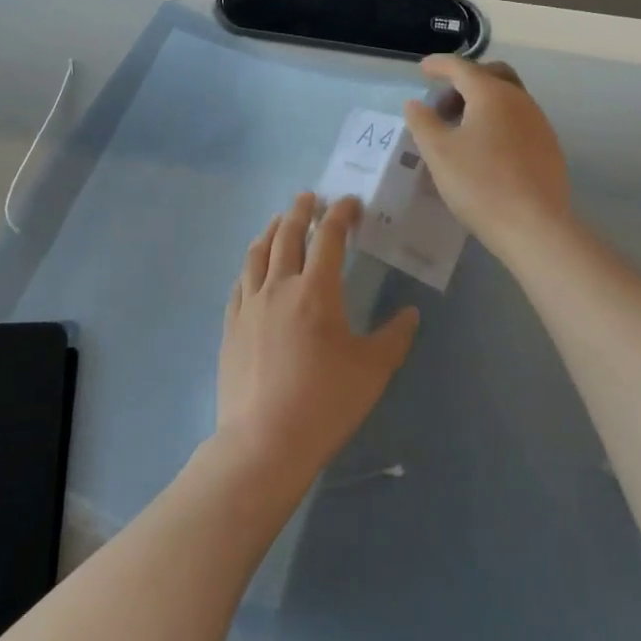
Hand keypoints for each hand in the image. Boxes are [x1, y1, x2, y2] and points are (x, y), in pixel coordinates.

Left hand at [217, 193, 419, 483]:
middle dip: (300, 211)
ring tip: (279, 221)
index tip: (350, 203)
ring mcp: (249, 305)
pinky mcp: (231, 325)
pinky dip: (251, 263)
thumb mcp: (372, 371)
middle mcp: (278, 286)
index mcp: (315, 291)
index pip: (329, 238)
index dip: (341, 214)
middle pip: (287, 235)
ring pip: (257, 253)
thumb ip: (394, 336)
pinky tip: (254, 267)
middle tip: (310, 198)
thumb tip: (409, 313)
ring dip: (271, 230)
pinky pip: (240, 281)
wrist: (264, 442)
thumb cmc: (325, 402)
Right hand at [403, 55, 571, 261]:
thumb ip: (422, 122)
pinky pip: (519, 121)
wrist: (534, 226)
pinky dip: (498, 121)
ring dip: (482, 103)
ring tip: (460, 130)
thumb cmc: (479, 184)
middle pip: (492, 75)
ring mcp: (539, 123)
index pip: (461, 67)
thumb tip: (415, 103)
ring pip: (508, 98)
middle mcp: (520, 100)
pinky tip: (485, 149)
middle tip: (443, 104)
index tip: (423, 68)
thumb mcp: (438, 152)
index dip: (439, 65)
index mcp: (492, 94)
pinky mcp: (548, 147)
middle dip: (465, 80)